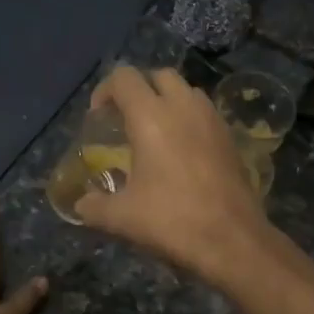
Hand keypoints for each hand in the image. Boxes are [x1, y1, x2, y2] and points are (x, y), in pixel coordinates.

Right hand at [74, 67, 273, 280]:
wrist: (232, 239)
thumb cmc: (171, 220)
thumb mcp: (121, 217)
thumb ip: (94, 206)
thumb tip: (81, 205)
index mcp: (150, 117)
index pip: (124, 78)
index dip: (105, 90)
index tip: (98, 117)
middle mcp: (183, 107)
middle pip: (158, 75)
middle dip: (138, 90)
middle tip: (126, 119)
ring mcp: (211, 119)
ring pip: (186, 90)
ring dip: (166, 100)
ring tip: (155, 132)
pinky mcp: (230, 136)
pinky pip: (204, 112)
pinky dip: (188, 118)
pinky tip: (181, 151)